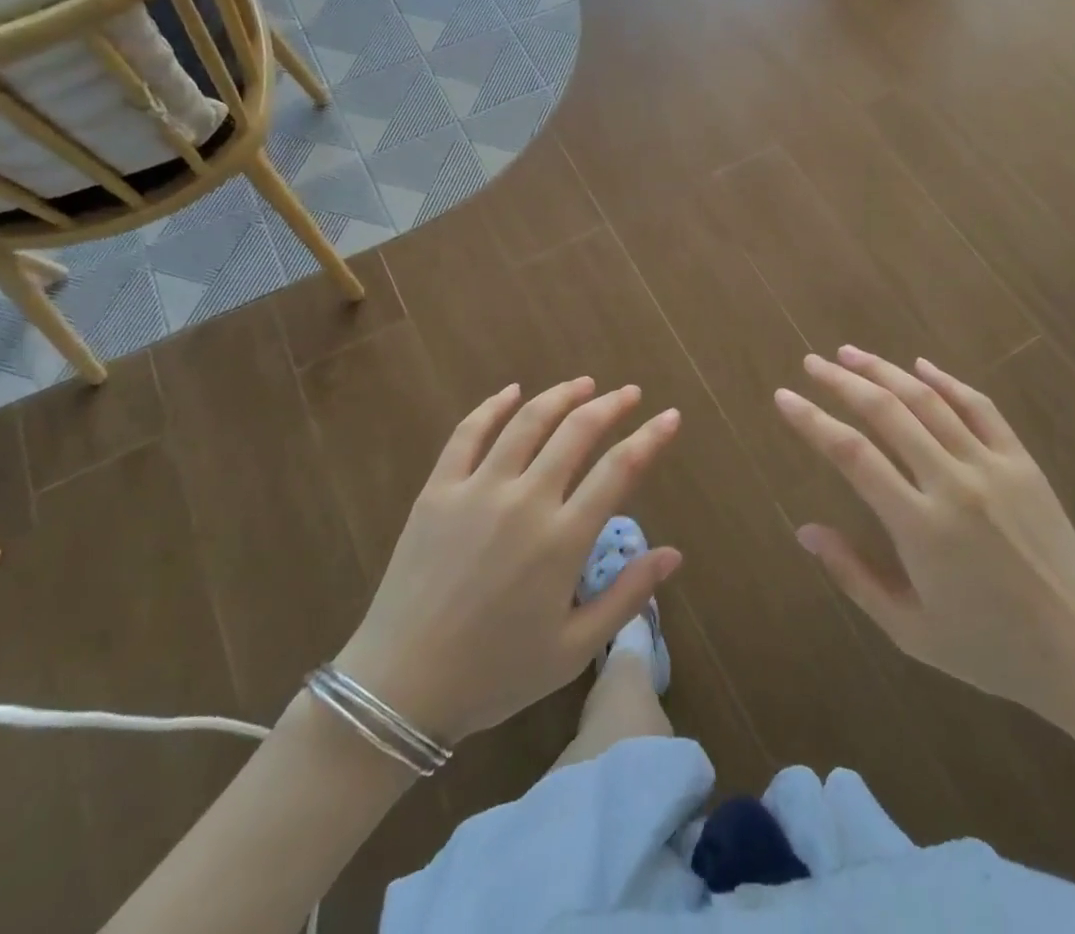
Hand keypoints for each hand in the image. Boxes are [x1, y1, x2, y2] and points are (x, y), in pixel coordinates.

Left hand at [334, 379, 682, 745]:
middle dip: (610, 405)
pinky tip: (511, 391)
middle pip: (576, 432)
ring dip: (560, 396)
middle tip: (629, 393)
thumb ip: (626, 596)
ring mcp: (477, 490)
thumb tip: (674, 553)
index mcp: (562, 540)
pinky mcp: (438, 491)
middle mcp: (524, 501)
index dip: (650, 438)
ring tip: (583, 384)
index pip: (619, 470)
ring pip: (527, 422)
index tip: (670, 417)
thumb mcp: (573, 649)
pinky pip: (467, 434)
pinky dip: (492, 406)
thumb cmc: (495, 674)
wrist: (400, 689)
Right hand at [775, 347, 1074, 733]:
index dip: (812, 420)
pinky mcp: (1023, 463)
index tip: (784, 397)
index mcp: (920, 526)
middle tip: (811, 362)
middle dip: (842, 381)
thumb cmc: (989, 649)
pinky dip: (947, 380)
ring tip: (850, 352)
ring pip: (928, 400)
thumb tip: (805, 530)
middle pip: (887, 412)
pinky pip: (980, 407)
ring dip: (885, 371)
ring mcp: (993, 466)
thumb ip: (853, 576)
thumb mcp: (910, 631)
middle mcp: (953, 483)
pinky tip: (920, 365)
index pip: (852, 454)